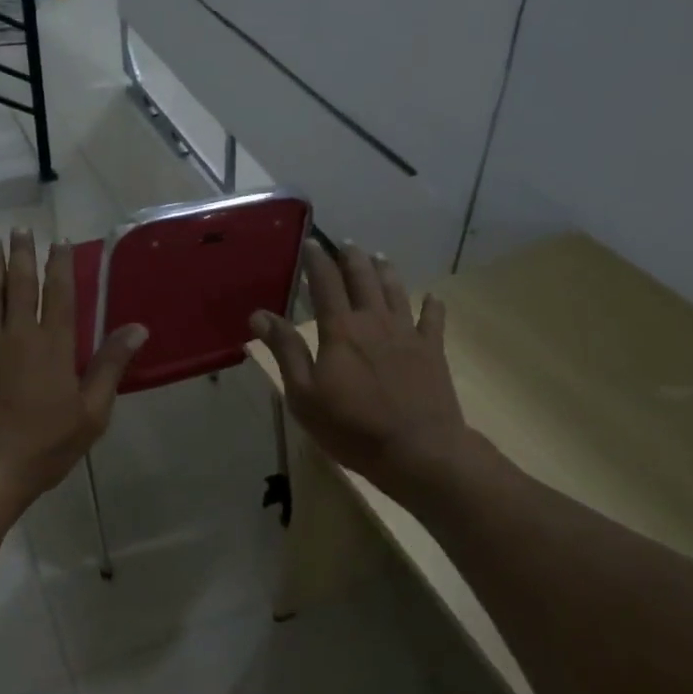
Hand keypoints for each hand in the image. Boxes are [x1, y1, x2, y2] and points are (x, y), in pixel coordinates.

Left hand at [0, 228, 147, 507]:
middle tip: (20, 229)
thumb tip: (137, 328)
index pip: (59, 293)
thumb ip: (110, 366)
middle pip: (20, 284)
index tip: (59, 242)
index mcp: (53, 345)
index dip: (60, 265)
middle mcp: (18, 334)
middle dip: (22, 254)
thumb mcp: (91, 412)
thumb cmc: (44, 444)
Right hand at [252, 243, 475, 505]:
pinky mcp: (432, 352)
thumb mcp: (304, 394)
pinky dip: (432, 306)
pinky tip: (432, 298)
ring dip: (386, 272)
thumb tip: (259, 315)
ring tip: (380, 256)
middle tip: (347, 243)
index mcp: (340, 330)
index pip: (325, 284)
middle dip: (353, 258)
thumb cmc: (352, 427)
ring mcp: (407, 334)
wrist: (419, 450)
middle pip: (363, 279)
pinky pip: (433, 321)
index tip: (310, 243)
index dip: (316, 261)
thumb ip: (285, 350)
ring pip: (396, 292)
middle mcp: (374, 321)